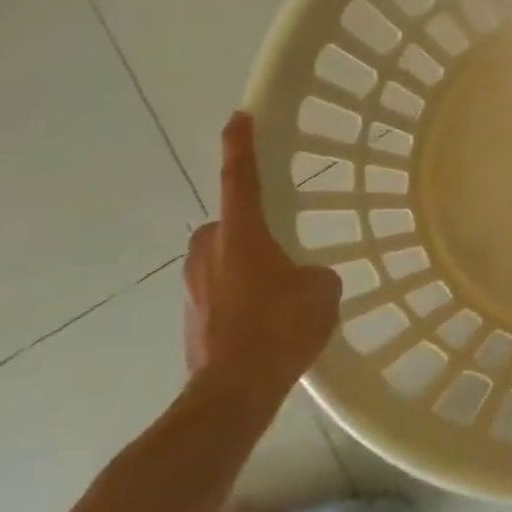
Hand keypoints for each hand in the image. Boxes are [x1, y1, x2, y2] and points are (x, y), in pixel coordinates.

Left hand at [183, 113, 340, 407]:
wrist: (232, 394)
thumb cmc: (279, 328)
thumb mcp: (321, 291)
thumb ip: (313, 273)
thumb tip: (304, 280)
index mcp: (241, 234)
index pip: (239, 176)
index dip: (240, 144)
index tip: (239, 117)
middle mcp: (209, 251)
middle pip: (226, 224)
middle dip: (247, 230)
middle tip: (278, 248)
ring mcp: (193, 287)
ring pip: (220, 261)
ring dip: (241, 268)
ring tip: (274, 294)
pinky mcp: (190, 319)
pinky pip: (217, 293)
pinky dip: (235, 299)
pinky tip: (261, 323)